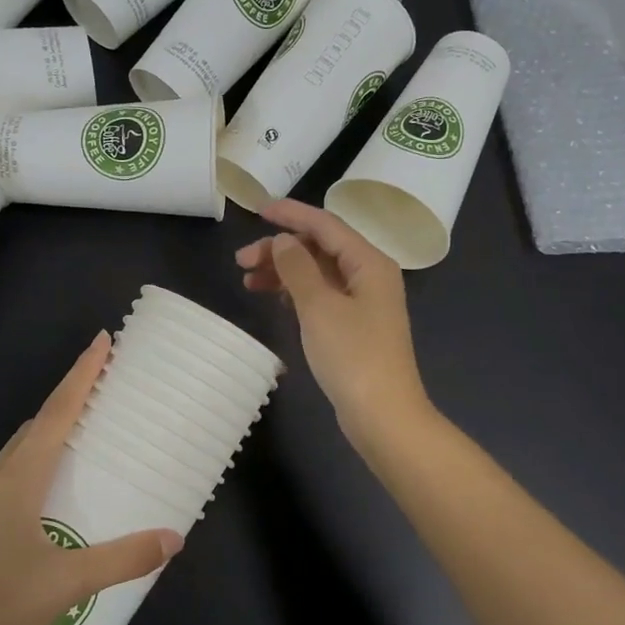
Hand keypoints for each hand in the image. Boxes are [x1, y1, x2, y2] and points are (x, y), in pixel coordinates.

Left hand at [0, 333, 182, 624]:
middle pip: (39, 422)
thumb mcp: (69, 582)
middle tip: (103, 382)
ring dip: (51, 425)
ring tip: (83, 425)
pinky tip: (51, 481)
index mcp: (19, 477)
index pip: (57, 412)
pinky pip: (13, 469)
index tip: (101, 341)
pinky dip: (38, 455)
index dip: (82, 374)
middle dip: (70, 396)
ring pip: (22, 447)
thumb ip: (123, 558)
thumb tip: (174, 538)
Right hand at [235, 199, 430, 443]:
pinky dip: (296, 293)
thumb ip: (298, 268)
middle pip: (320, 248)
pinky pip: (321, 296)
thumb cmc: (353, 356)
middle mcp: (369, 276)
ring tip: (249, 281)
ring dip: (284, 272)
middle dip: (281, 249)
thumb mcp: (319, 307)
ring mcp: (363, 303)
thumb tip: (284, 240)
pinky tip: (275, 299)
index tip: (256, 210)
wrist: (383, 415)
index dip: (291, 215)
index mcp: (369, 262)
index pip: (325, 225)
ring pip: (318, 273)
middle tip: (242, 261)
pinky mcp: (354, 326)